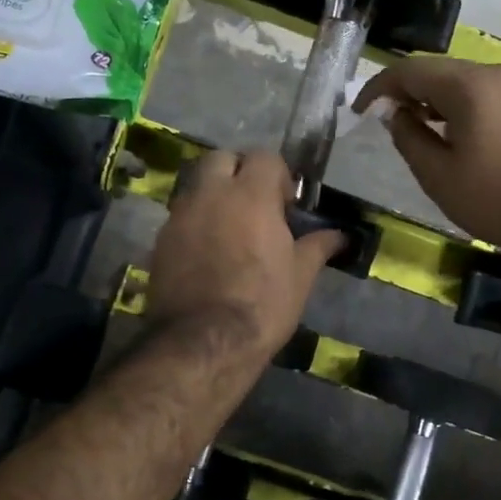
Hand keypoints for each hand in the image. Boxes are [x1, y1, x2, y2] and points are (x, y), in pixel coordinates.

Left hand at [147, 150, 342, 360]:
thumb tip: (341, 235)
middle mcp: (210, 194)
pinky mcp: (160, 240)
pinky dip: (195, 223)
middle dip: (238, 172)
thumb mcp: (300, 276)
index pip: (264, 157)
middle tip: (253, 206)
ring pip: (196, 186)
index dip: (278, 176)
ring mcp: (180, 216)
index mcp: (250, 194)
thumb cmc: (262, 304)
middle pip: (221, 159)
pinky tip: (207, 254)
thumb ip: (318, 246)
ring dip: (214, 196)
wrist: (203, 342)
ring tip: (230, 230)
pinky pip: (180, 217)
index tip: (285, 206)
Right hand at [354, 58, 500, 257]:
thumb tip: (395, 113)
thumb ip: (408, 138)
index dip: (379, 87)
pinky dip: (464, 105)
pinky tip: (458, 134)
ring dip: (436, 99)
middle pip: (440, 70)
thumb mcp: (439, 176)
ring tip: (419, 129)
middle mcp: (498, 72)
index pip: (411, 70)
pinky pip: (489, 93)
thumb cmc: (499, 200)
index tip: (360, 110)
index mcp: (471, 86)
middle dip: (408, 91)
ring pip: (466, 81)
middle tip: (387, 120)